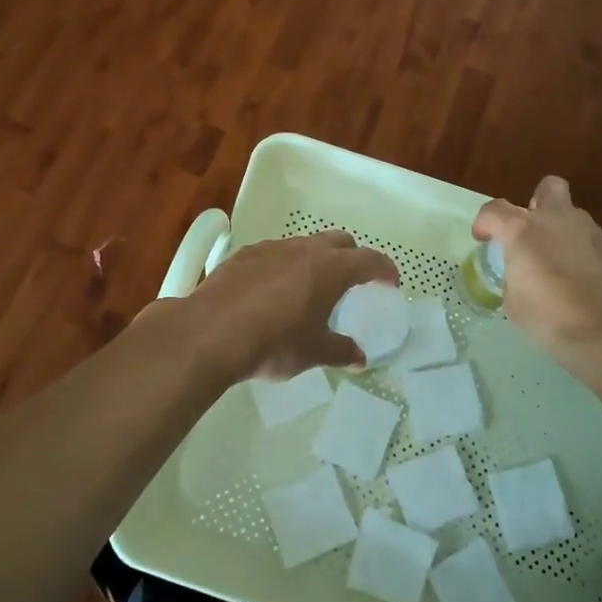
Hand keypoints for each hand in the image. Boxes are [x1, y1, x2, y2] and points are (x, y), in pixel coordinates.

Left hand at [185, 230, 398, 380]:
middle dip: (352, 257)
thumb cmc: (274, 343)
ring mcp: (272, 248)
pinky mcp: (243, 255)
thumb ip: (340, 351)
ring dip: (315, 260)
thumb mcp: (313, 353)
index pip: (369, 260)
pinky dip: (284, 266)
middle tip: (353, 282)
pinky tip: (272, 292)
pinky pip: (274, 254)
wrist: (210, 333)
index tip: (391, 282)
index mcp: (331, 269)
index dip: (384, 269)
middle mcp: (304, 249)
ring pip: (304, 245)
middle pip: (339, 241)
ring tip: (310, 289)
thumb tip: (359, 359)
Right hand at [473, 177, 601, 366]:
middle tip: (531, 232)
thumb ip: (513, 277)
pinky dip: (581, 250)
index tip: (484, 239)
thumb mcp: (513, 303)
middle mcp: (555, 219)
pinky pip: (589, 238)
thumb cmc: (549, 317)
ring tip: (558, 262)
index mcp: (522, 230)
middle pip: (547, 188)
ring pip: (571, 214)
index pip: (494, 210)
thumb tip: (522, 274)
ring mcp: (588, 229)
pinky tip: (581, 277)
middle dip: (537, 203)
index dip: (484, 223)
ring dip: (561, 230)